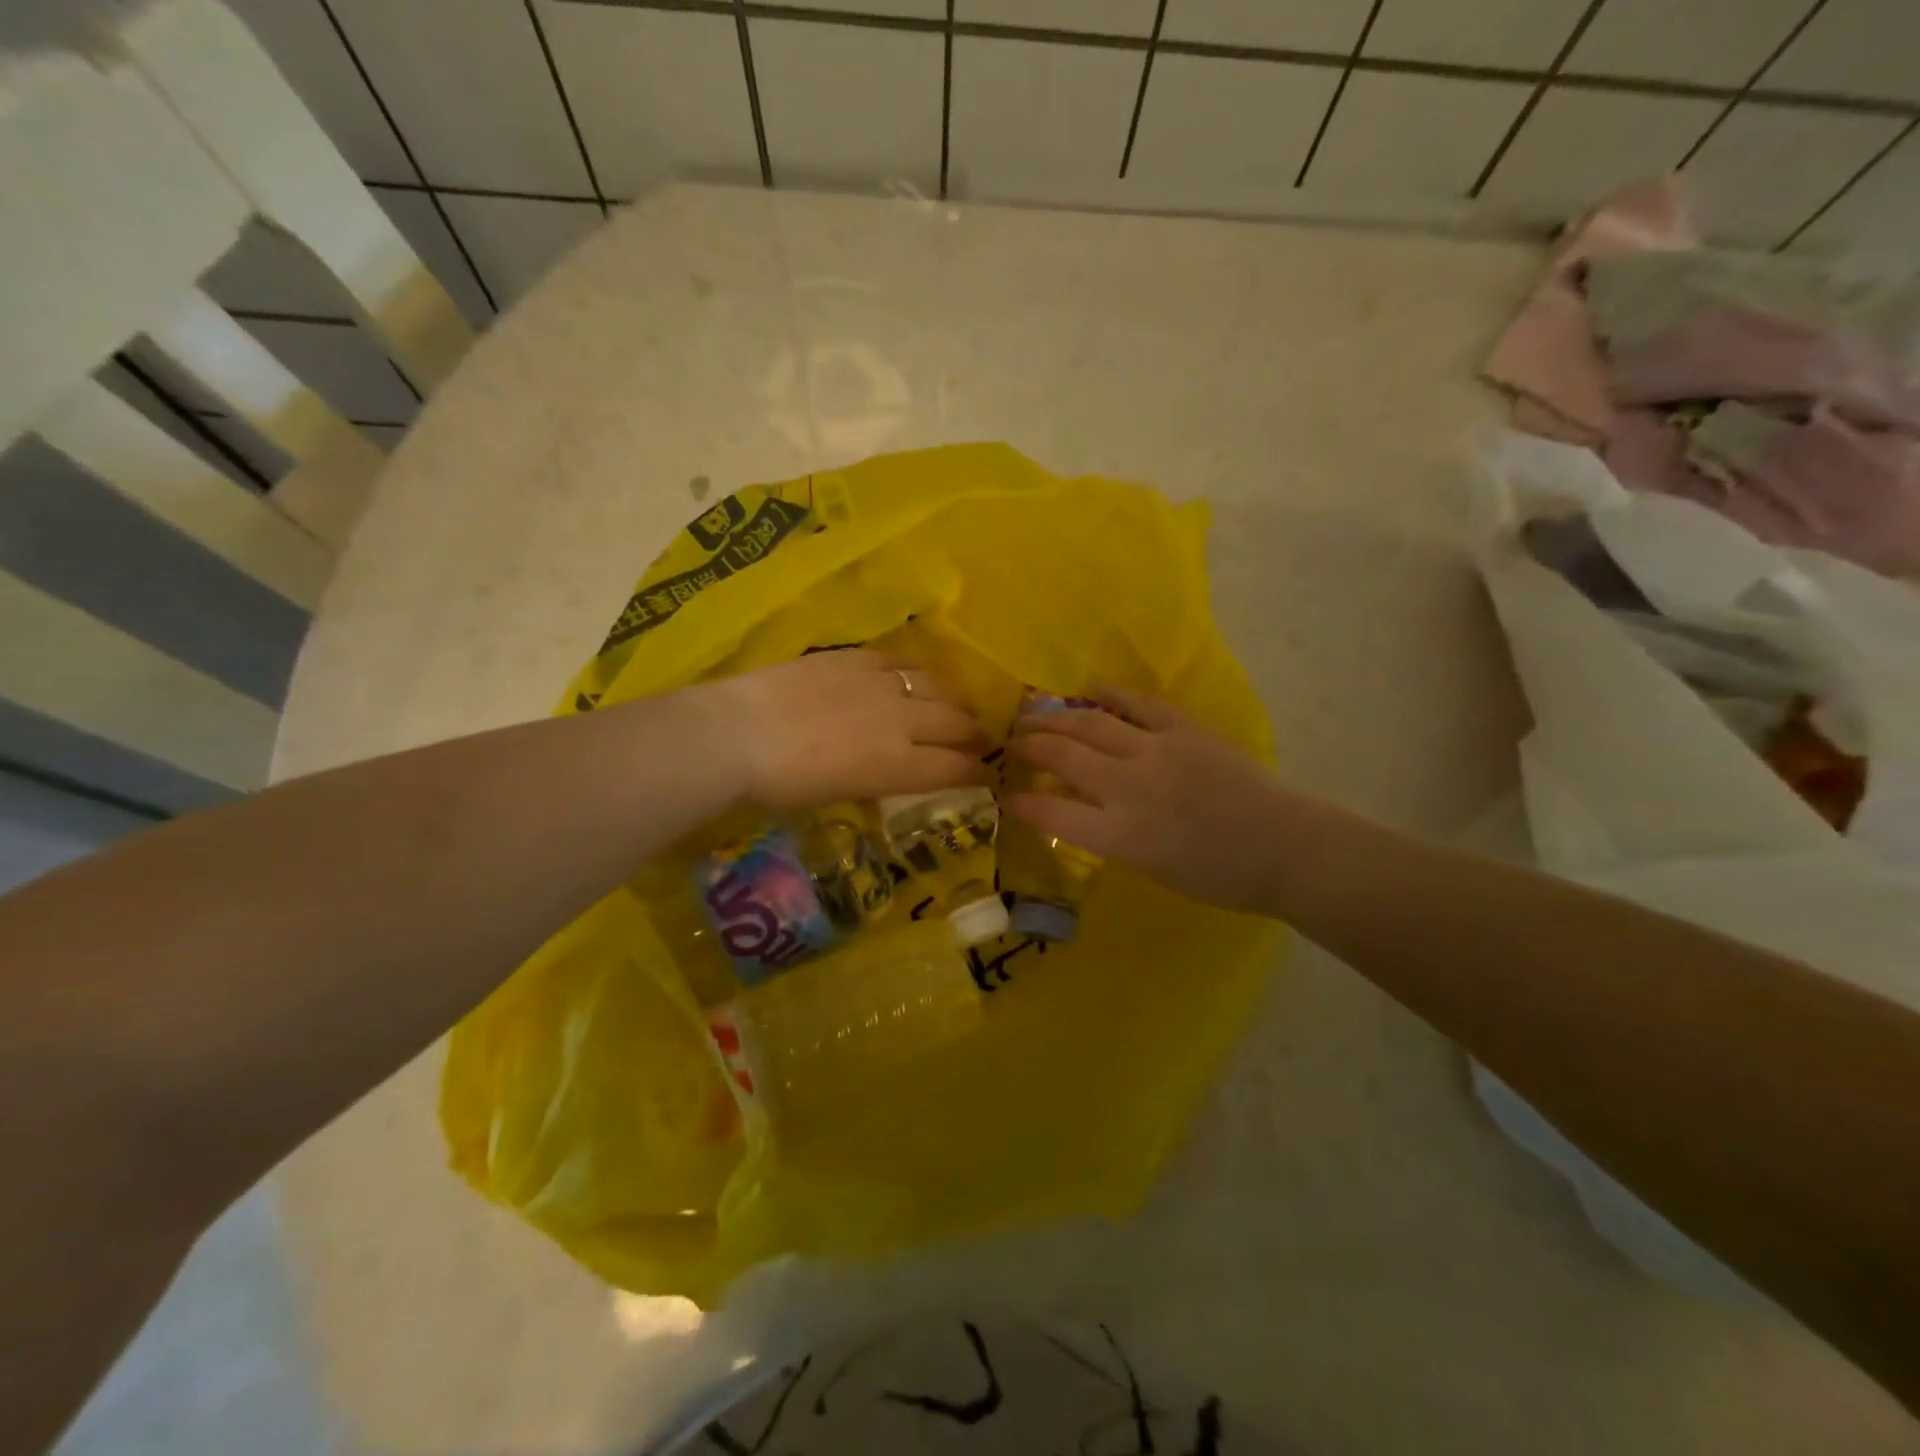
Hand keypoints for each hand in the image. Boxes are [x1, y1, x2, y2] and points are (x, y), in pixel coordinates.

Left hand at [701, 650, 989, 811]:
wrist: (735, 735)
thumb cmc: (780, 785)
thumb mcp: (838, 795)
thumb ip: (877, 780)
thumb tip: (895, 771)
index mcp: (897, 765)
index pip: (954, 768)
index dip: (977, 772)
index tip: (987, 775)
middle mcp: (900, 721)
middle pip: (955, 723)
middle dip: (975, 734)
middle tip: (981, 739)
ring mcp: (878, 684)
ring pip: (936, 686)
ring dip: (954, 699)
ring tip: (958, 705)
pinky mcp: (854, 658)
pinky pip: (899, 660)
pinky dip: (914, 672)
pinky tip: (913, 677)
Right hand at [1007, 688, 1293, 915]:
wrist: (1284, 846)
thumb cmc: (1218, 875)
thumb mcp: (1150, 867)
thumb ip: (1106, 834)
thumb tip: (1073, 804)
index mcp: (1121, 835)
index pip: (1051, 814)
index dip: (1021, 803)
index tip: (1006, 797)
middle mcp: (1131, 788)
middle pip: (1062, 757)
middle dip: (1028, 748)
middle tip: (1010, 744)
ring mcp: (1157, 751)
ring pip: (1090, 723)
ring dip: (1054, 718)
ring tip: (1033, 715)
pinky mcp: (1183, 728)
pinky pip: (1136, 702)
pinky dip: (1107, 694)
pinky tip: (1086, 691)